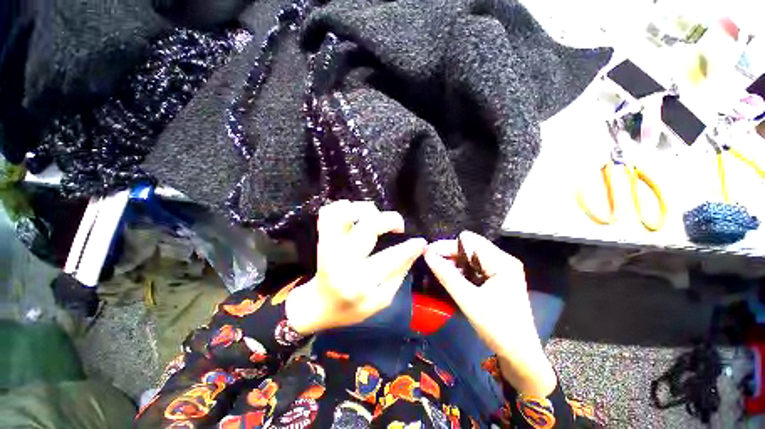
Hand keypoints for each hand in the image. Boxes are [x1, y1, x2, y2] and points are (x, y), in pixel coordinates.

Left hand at [286, 200, 426, 334]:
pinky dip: (343, 207)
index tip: (421, 242)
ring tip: (375, 218)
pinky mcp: (321, 238)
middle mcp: (343, 260)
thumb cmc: (350, 308)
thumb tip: (415, 251)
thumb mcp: (381, 300)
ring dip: (366, 210)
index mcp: (360, 282)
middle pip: (367, 227)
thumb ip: (399, 275)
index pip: (390, 259)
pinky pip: (328, 213)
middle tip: (398, 226)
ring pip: (345, 213)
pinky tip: (355, 216)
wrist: (316, 306)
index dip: (410, 248)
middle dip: (390, 220)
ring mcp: (329, 246)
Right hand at [424, 231, 556, 396]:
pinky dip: (462, 269)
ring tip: (440, 271)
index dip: (447, 245)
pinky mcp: (499, 277)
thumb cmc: (497, 328)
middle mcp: (504, 259)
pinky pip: (476, 265)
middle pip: (470, 246)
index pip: (469, 241)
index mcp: (502, 262)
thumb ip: (447, 275)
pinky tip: (453, 277)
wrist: (520, 354)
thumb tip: (427, 255)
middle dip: (450, 253)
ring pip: (471, 255)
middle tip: (432, 263)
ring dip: (455, 261)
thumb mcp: (468, 300)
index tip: (429, 254)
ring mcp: (503, 268)